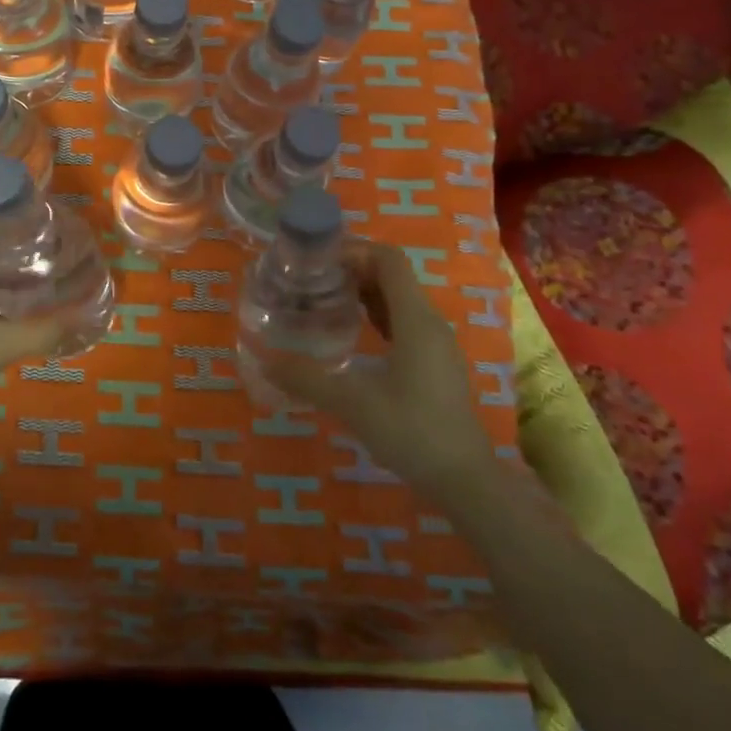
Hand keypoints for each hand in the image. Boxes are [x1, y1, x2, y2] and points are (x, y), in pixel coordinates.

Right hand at [261, 241, 497, 485]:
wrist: (465, 481)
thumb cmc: (412, 432)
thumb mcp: (352, 403)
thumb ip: (307, 379)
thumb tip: (266, 362)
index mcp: (415, 319)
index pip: (388, 260)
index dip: (354, 250)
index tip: (317, 260)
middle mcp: (429, 323)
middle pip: (392, 276)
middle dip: (352, 270)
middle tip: (311, 280)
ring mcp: (436, 344)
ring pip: (398, 300)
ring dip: (363, 293)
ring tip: (324, 300)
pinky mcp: (435, 364)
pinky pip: (403, 323)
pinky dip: (376, 316)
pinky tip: (351, 333)